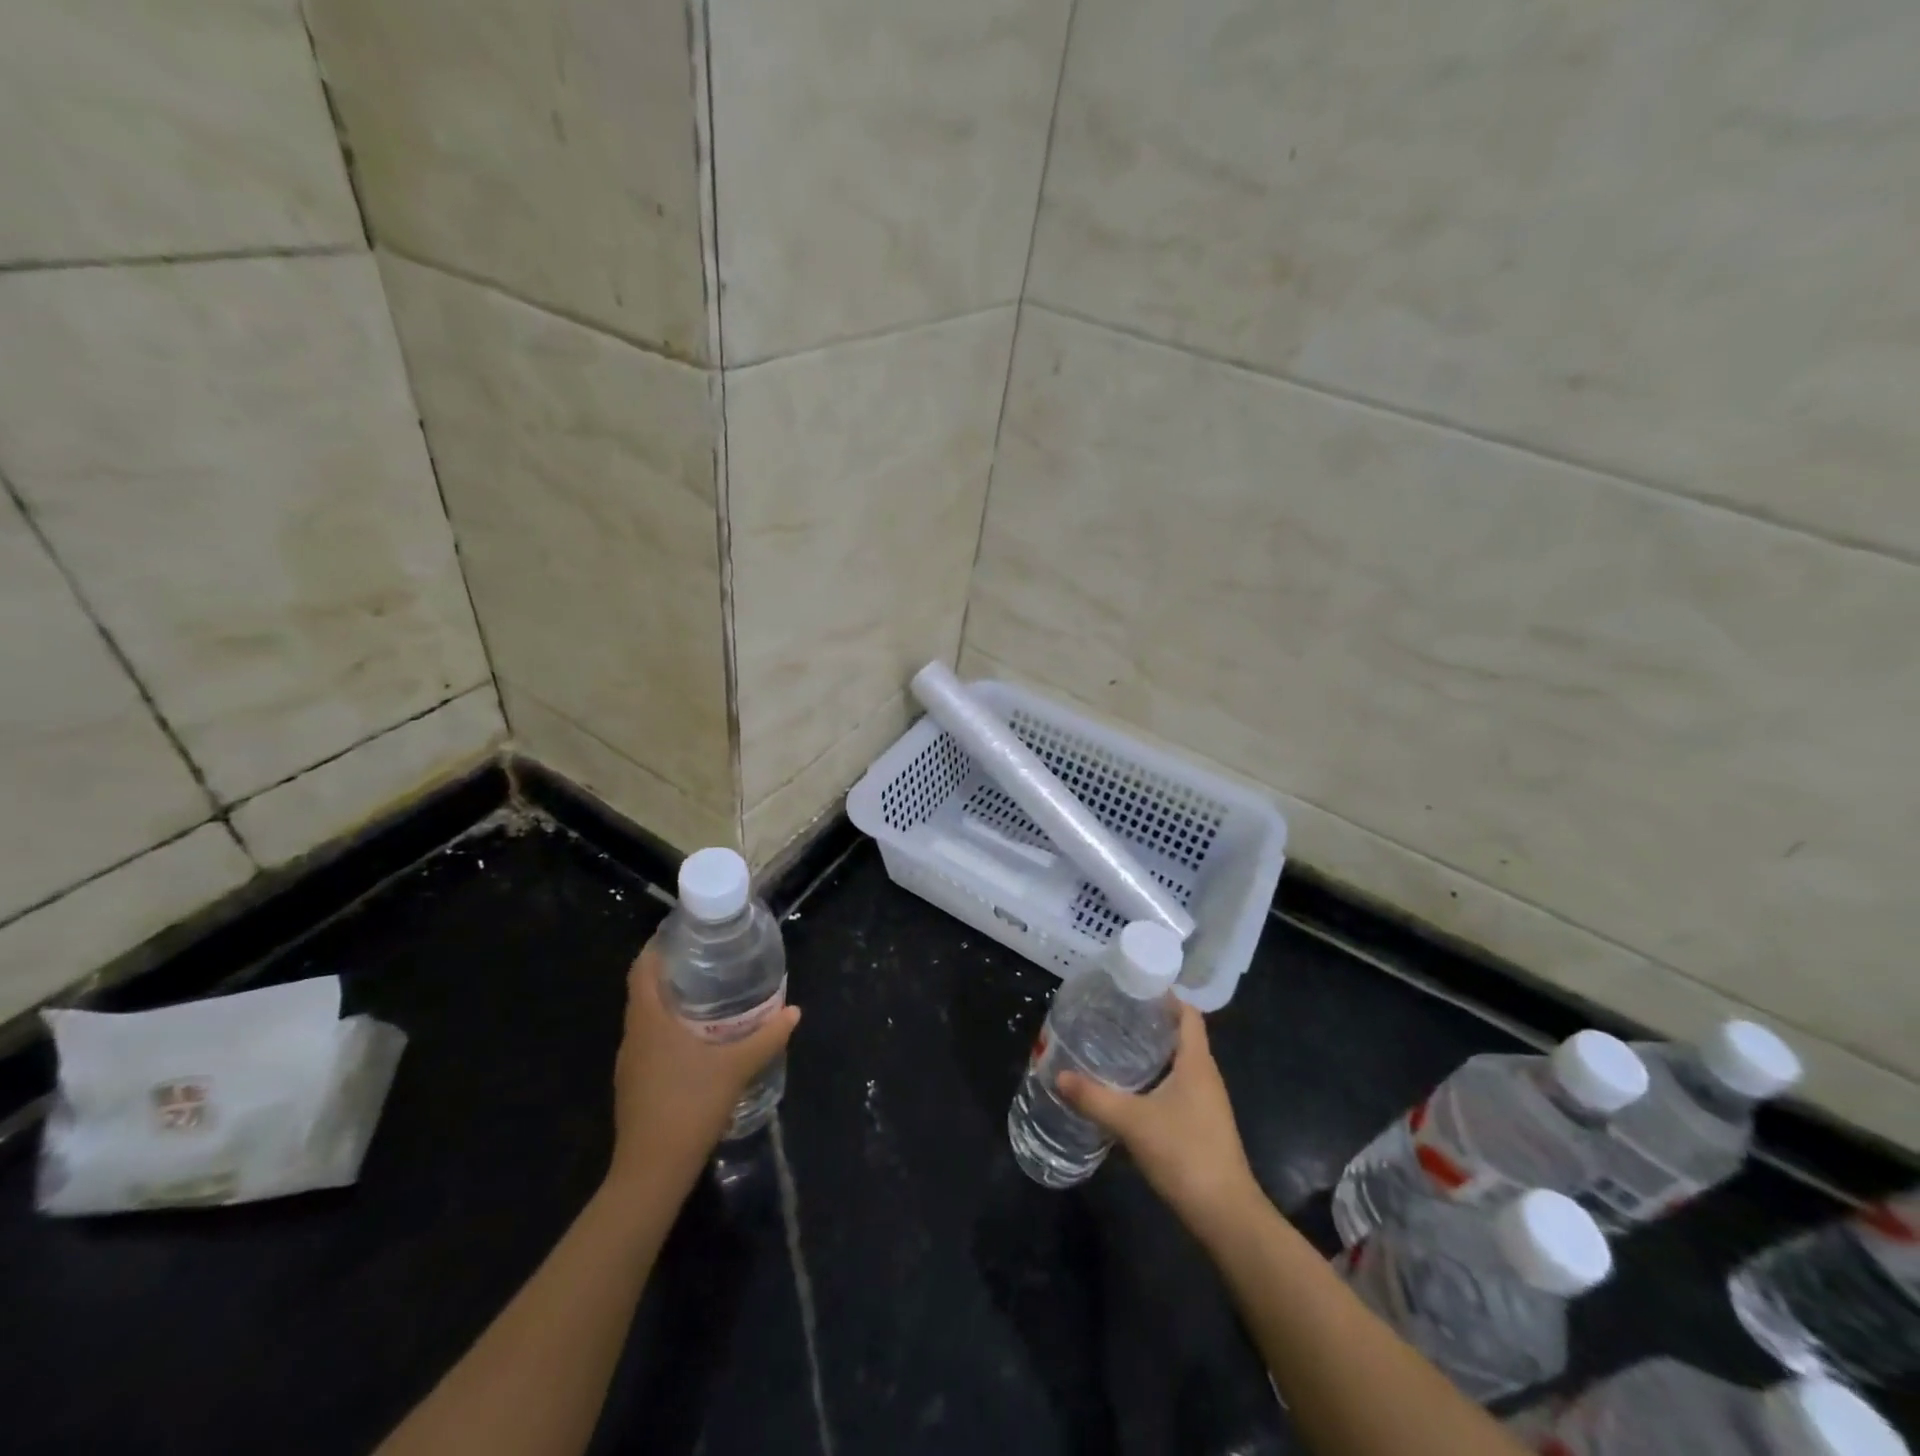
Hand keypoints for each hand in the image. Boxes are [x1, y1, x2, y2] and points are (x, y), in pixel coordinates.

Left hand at [605, 940, 799, 1193]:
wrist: (651, 1172)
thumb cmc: (689, 1106)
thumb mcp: (736, 1068)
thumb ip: (766, 1037)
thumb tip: (794, 1011)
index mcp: (649, 1021)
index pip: (642, 968)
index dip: (658, 946)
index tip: (685, 933)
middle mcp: (633, 1036)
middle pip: (644, 991)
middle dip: (672, 972)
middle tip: (709, 960)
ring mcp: (630, 1064)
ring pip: (647, 1019)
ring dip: (670, 1003)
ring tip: (708, 995)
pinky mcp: (634, 1085)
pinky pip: (649, 1042)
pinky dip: (669, 1030)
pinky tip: (697, 1040)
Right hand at [1057, 1002, 1257, 1228]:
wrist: (1225, 1214)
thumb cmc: (1184, 1153)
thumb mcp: (1132, 1122)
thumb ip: (1094, 1097)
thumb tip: (1057, 1074)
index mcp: (1197, 1062)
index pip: (1188, 1013)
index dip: (1165, 996)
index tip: (1134, 986)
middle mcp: (1205, 1075)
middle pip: (1181, 1035)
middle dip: (1151, 1021)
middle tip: (1113, 1013)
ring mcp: (1207, 1102)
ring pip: (1179, 1063)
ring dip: (1152, 1052)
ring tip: (1115, 1044)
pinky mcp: (1202, 1125)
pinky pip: (1178, 1087)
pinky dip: (1155, 1078)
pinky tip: (1130, 1088)